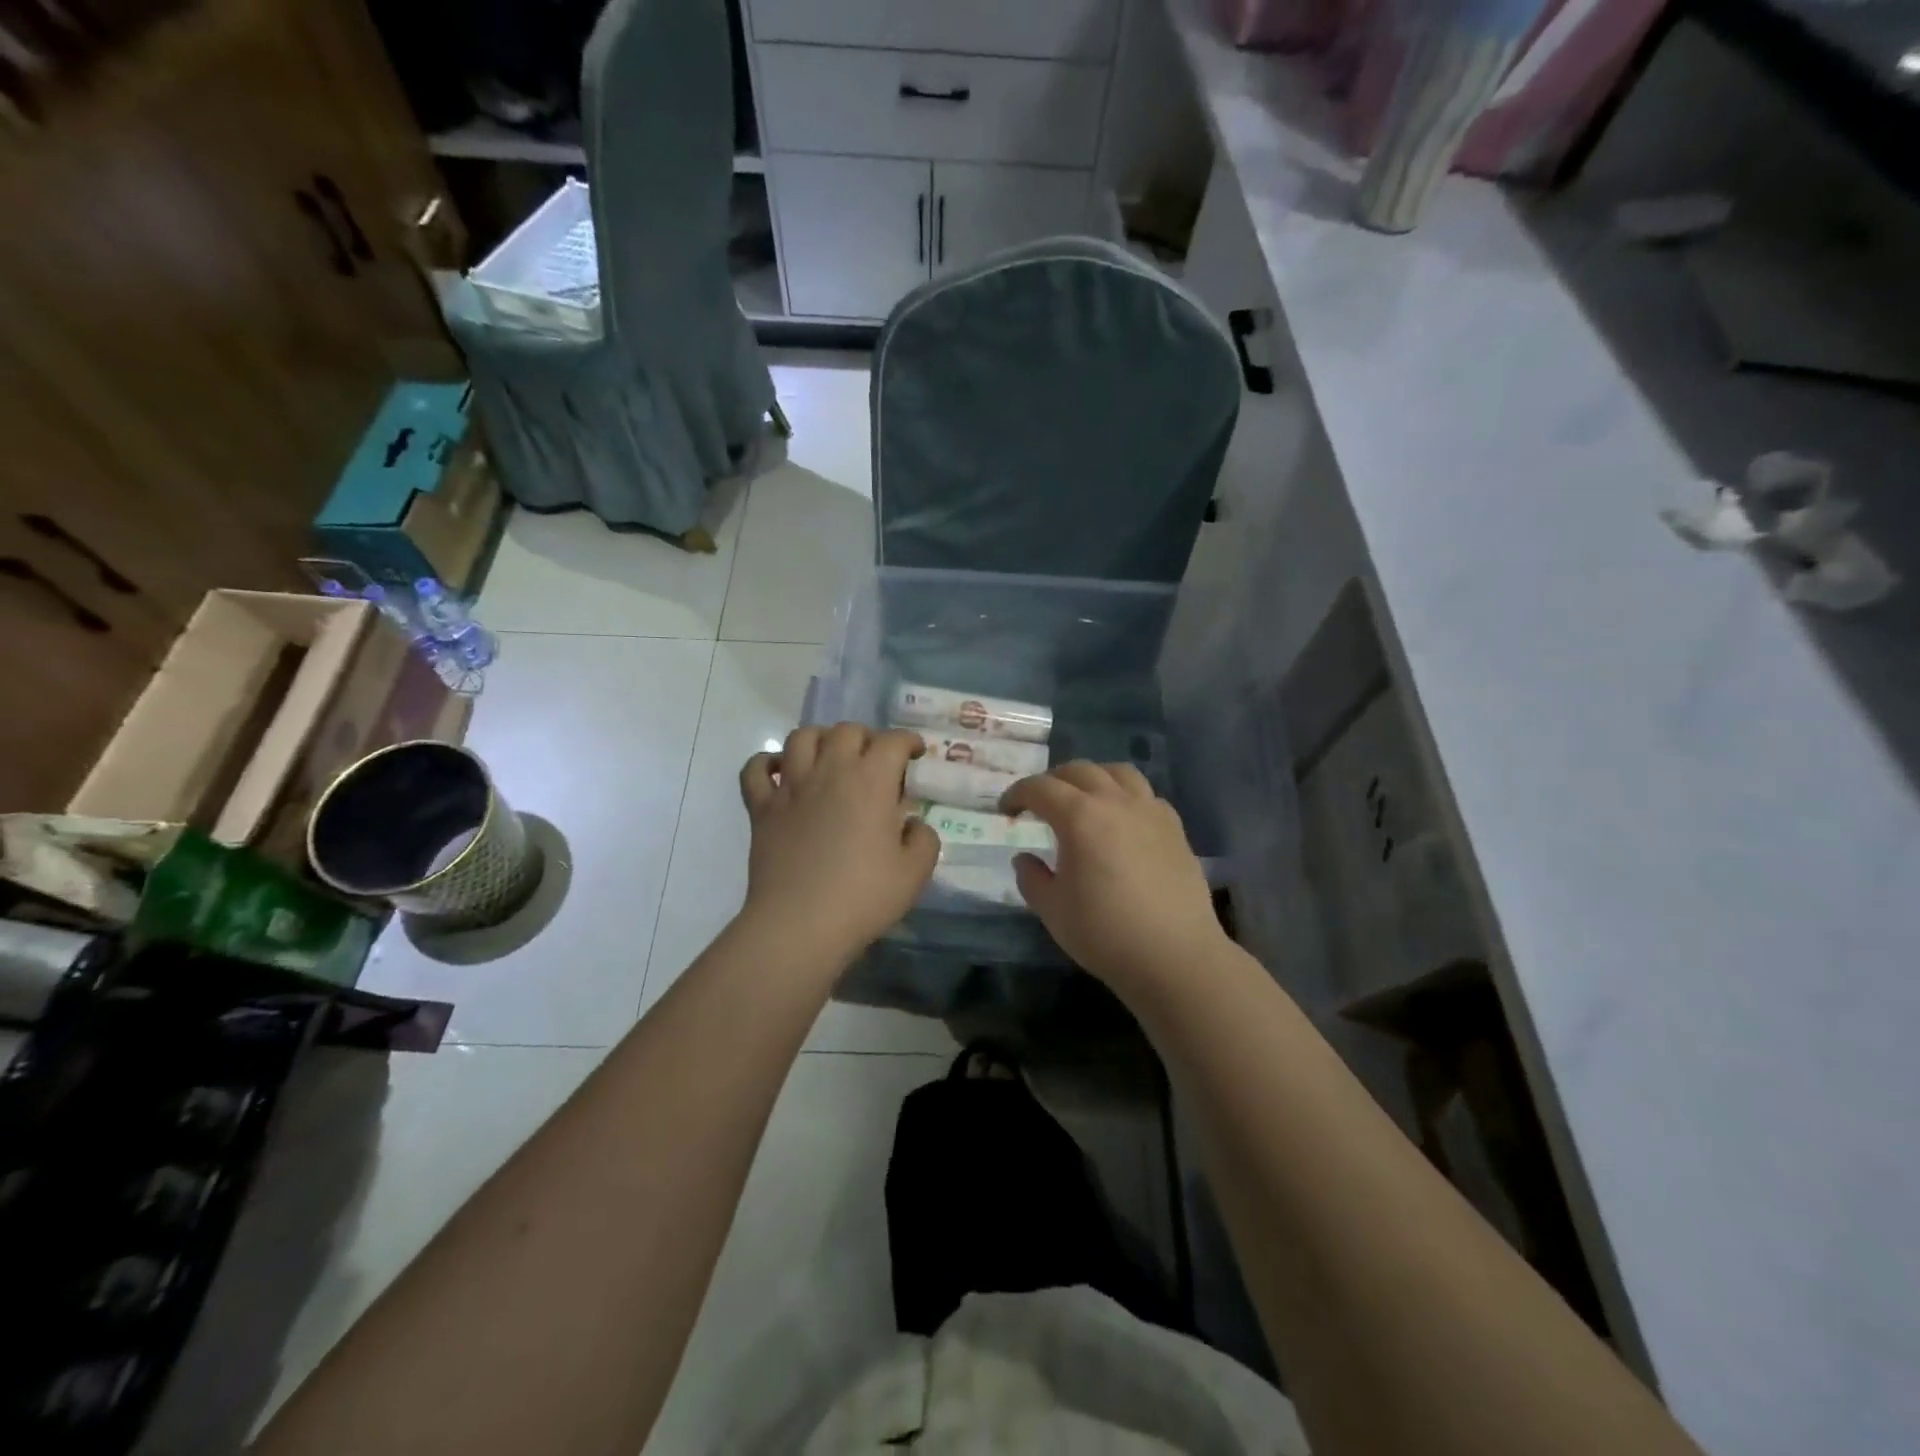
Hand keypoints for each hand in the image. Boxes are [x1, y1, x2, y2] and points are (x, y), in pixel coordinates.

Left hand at [738, 724, 938, 964]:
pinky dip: (767, 762)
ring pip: (801, 737)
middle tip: (875, 760)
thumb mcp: (915, 872)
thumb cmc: (863, 896)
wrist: (800, 924)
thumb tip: (911, 823)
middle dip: (867, 737)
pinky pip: (756, 768)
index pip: (893, 741)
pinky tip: (781, 772)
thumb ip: (923, 839)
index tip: (916, 754)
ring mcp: (791, 786)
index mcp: (871, 781)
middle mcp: (830, 771)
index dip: (909, 741)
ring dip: (820, 738)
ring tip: (830, 756)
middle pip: (847, 730)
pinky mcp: (762, 807)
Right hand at [1002, 762, 1226, 993]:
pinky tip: (1121, 821)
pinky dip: (1125, 796)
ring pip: (1118, 773)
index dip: (1017, 794)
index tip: (1005, 810)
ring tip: (1083, 799)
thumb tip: (1025, 859)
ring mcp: (1150, 811)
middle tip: (1039, 803)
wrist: (1174, 956)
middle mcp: (1115, 802)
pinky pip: (1146, 795)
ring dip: (1092, 778)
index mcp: (1080, 817)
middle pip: (1079, 771)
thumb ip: (1032, 878)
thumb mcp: (1052, 910)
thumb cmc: (1105, 933)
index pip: (1040, 788)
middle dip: (1052, 781)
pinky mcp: (1175, 828)